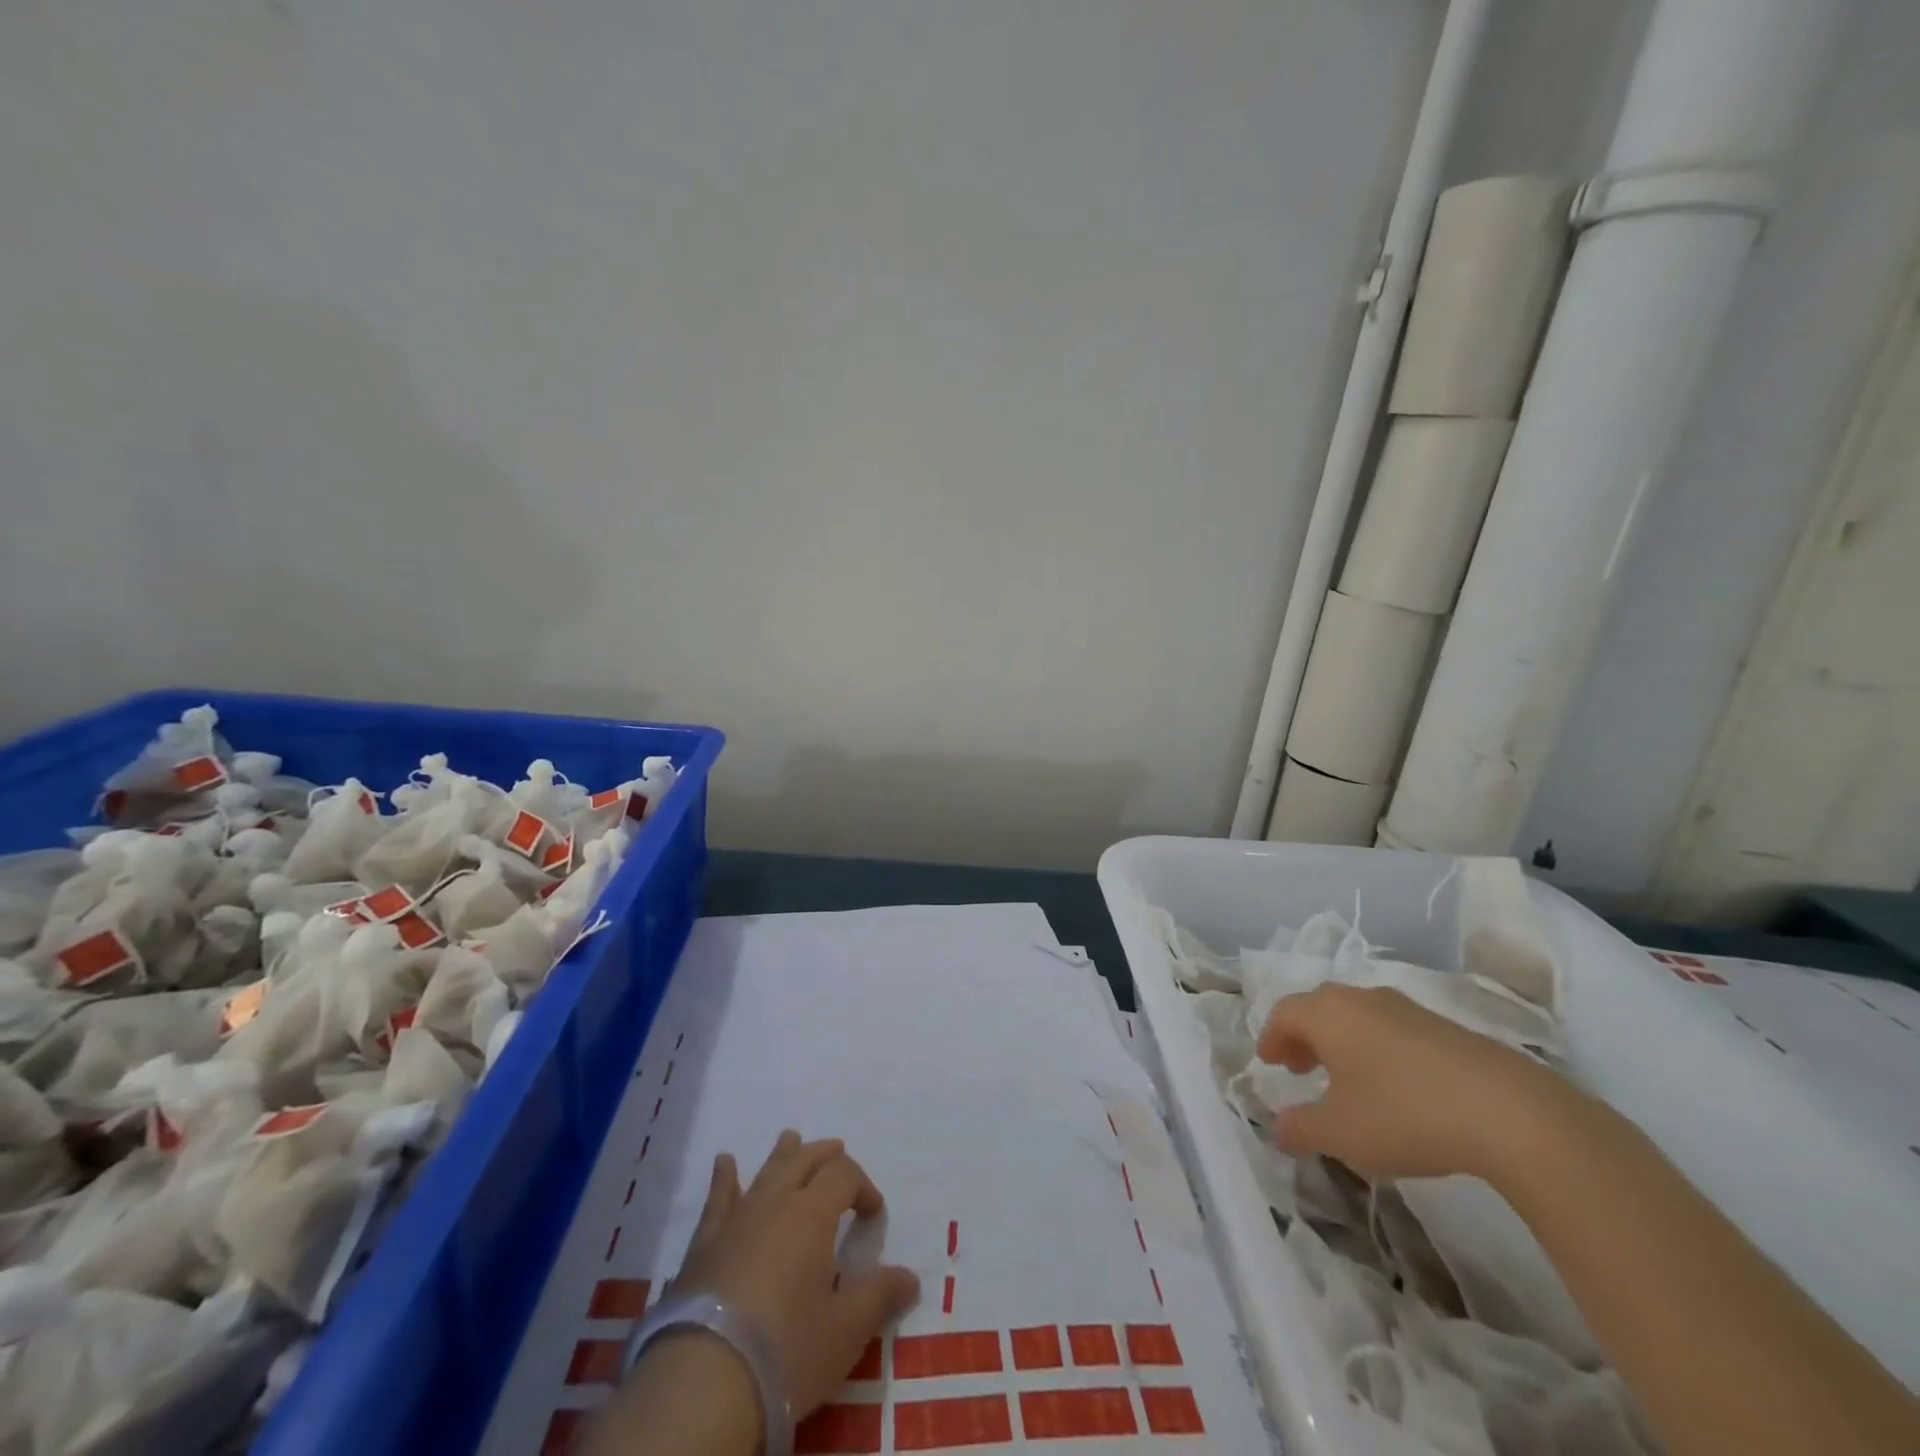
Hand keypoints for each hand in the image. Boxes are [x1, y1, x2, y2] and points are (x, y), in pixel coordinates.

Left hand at [671, 1130, 919, 1420]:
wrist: (704, 1380)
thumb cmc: (787, 1350)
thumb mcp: (845, 1331)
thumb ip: (879, 1297)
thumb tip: (910, 1277)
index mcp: (813, 1214)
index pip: (844, 1175)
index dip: (863, 1186)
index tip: (873, 1213)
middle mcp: (775, 1202)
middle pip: (804, 1161)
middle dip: (825, 1156)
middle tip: (838, 1153)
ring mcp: (736, 1220)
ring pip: (765, 1172)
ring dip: (782, 1154)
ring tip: (791, 1138)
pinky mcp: (704, 1245)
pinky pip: (717, 1200)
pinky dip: (724, 1179)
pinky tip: (724, 1162)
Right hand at [1256, 984, 1571, 1182]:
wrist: (1510, 1112)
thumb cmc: (1405, 1114)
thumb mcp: (1342, 1133)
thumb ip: (1301, 1129)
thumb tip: (1276, 1128)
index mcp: (1328, 1014)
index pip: (1284, 1013)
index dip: (1271, 1037)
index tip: (1268, 1062)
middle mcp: (1361, 999)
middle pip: (1319, 1007)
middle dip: (1304, 1035)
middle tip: (1298, 1066)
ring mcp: (1407, 1009)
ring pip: (1358, 1015)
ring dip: (1341, 1041)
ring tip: (1345, 1077)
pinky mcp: (1445, 1027)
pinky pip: (1392, 1028)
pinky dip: (1377, 1047)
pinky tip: (1393, 1083)